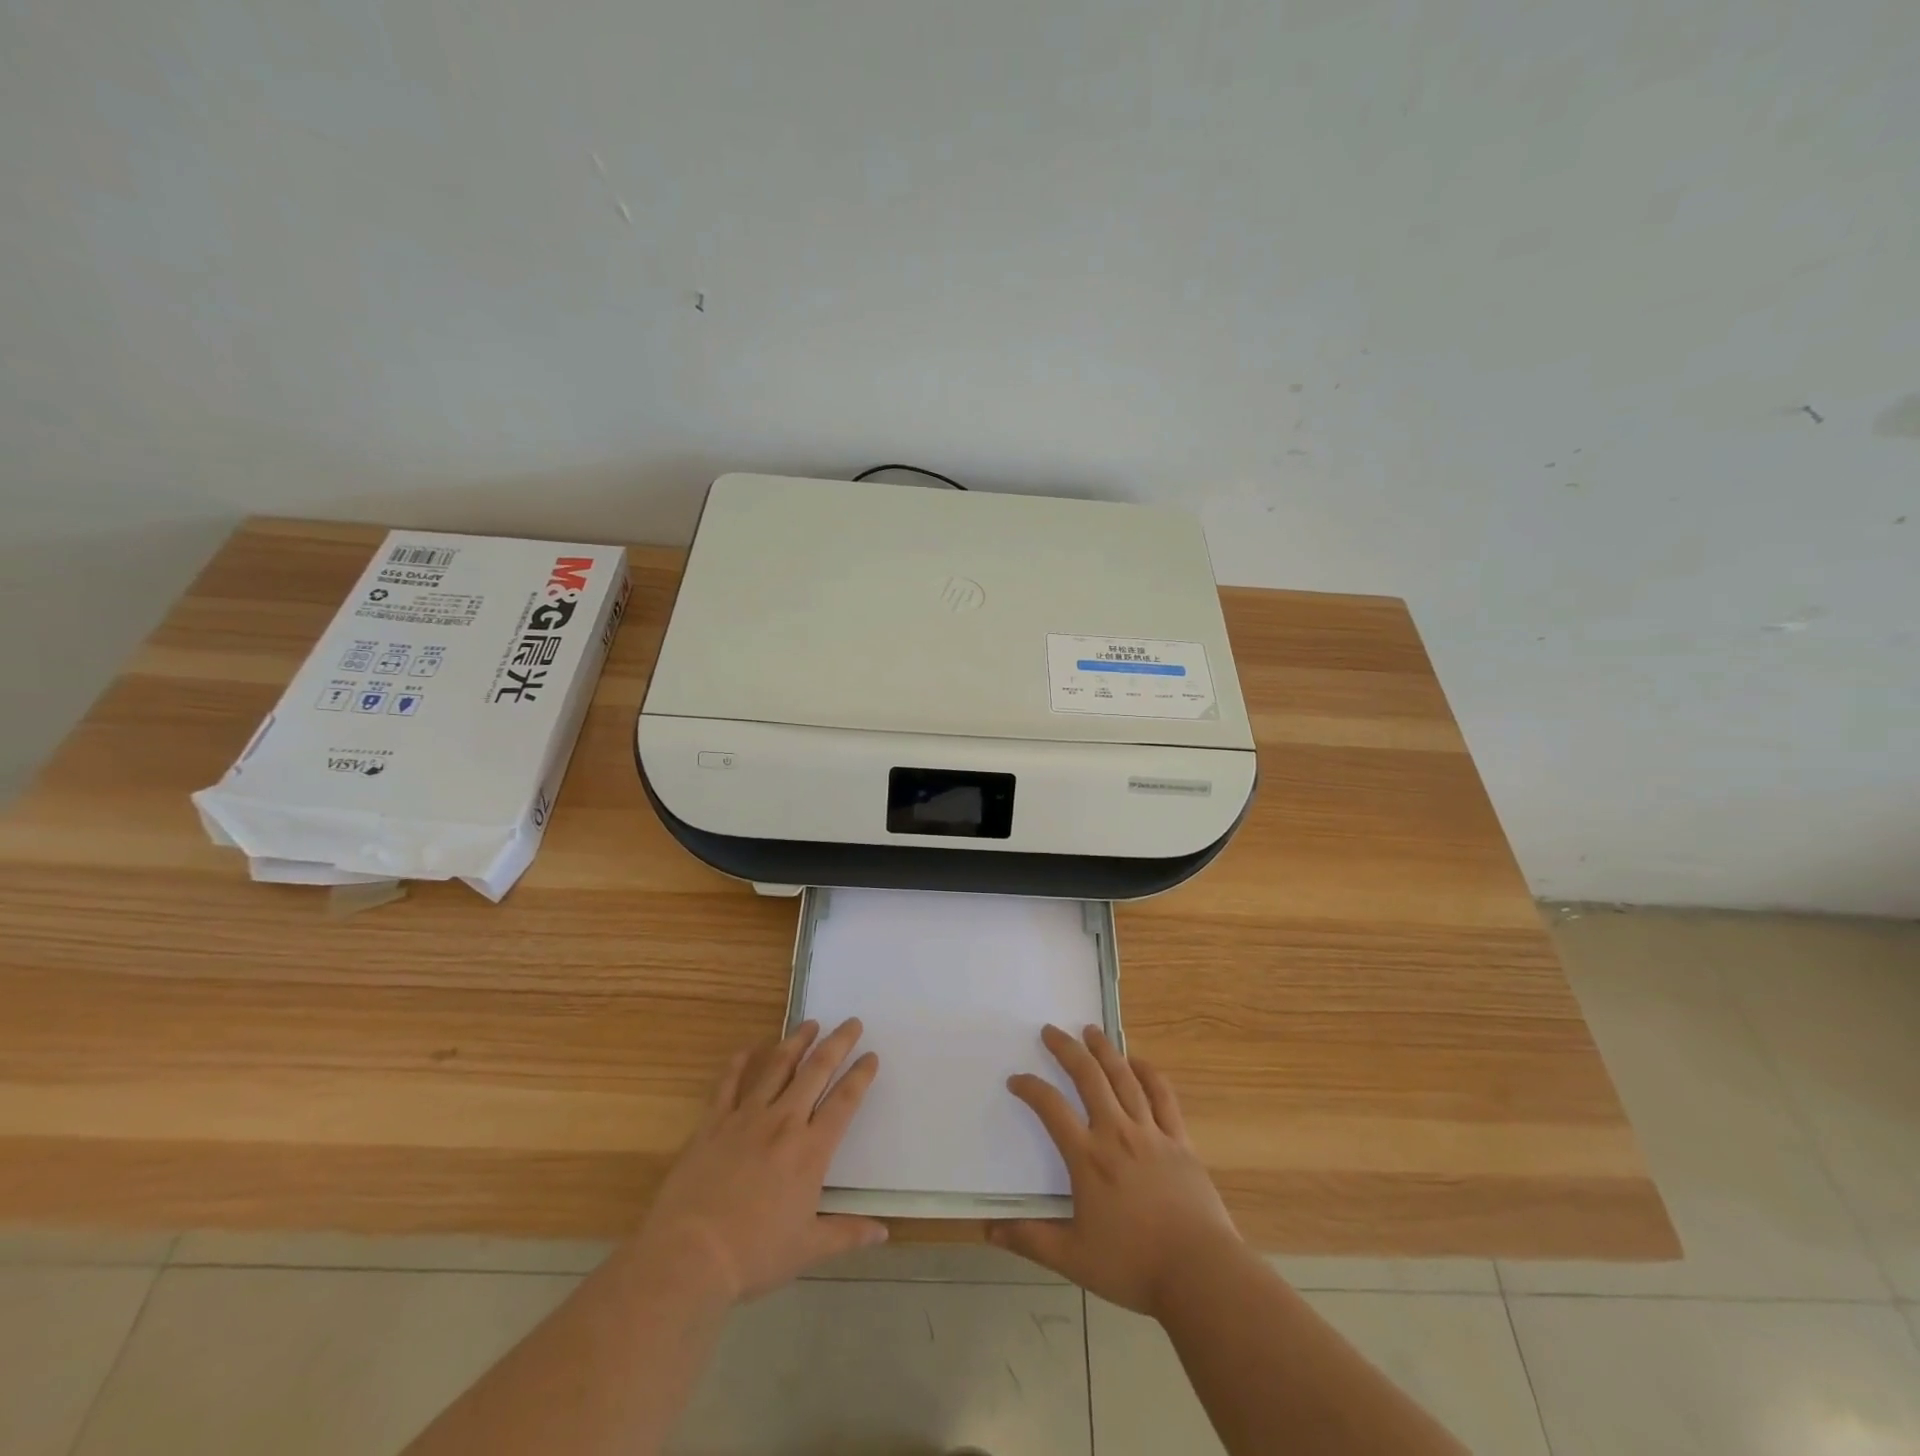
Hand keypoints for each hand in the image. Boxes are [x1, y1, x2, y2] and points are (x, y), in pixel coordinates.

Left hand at [635, 1018, 885, 1302]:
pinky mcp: (713, 1123)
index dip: (861, 1075)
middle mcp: (783, 1122)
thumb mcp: (808, 1249)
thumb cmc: (754, 1255)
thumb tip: (884, 1233)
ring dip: (796, 1042)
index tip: (871, 1056)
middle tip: (851, 1022)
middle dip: (837, 1043)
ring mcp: (746, 1118)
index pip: (844, 1101)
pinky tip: (748, 1047)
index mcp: (811, 1150)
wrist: (689, 1255)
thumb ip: (847, 1234)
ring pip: (777, 1067)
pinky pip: (729, 1083)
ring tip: (809, 1023)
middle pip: (816, 1071)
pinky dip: (740, 1062)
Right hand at [990, 1023, 1240, 1318]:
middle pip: (1089, 1077)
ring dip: (1105, 1050)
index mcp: (1088, 1158)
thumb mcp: (1074, 1259)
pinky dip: (1148, 1073)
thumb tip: (988, 1230)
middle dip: (1067, 1049)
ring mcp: (1151, 1133)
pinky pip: (1163, 1096)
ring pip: (1124, 1077)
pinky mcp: (1180, 1141)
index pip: (1051, 1109)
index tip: (1016, 1079)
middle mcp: (1117, 1133)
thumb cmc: (1133, 1266)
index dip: (1030, 1088)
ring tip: (1091, 1030)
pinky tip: (1138, 1062)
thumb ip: (1031, 1240)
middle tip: (1051, 1030)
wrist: (1200, 1273)